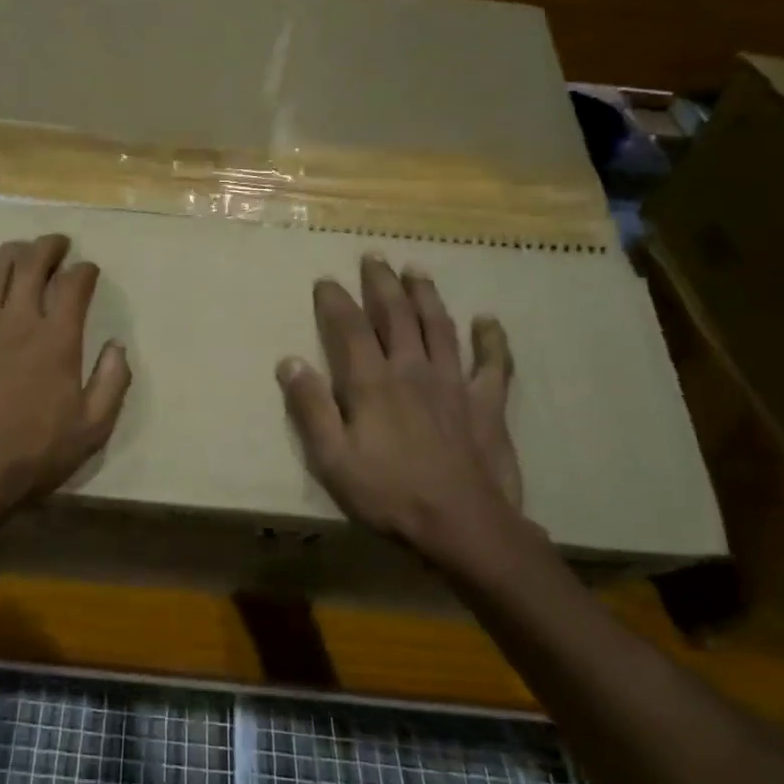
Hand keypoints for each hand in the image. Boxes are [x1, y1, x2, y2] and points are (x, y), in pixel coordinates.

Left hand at [0, 234, 130, 548]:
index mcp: (57, 339)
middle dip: (49, 246)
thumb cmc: (32, 456)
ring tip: (21, 252)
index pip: (74, 284)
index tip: (89, 271)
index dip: (85, 270)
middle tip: (58, 244)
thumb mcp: (92, 429)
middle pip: (32, 262)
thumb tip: (117, 345)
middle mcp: (17, 319)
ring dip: (11, 252)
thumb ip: (113, 382)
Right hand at [276, 255, 538, 581]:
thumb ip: (310, 408)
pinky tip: (488, 320)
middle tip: (375, 257)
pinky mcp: (487, 404)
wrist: (463, 526)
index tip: (325, 279)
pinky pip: (493, 364)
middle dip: (382, 283)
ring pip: (439, 326)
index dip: (335, 300)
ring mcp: (454, 383)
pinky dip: (492, 340)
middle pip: (396, 315)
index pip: (349, 327)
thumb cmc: (389, 494)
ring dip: (427, 295)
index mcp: (372, 382)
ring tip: (417, 270)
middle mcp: (412, 369)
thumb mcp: (332, 458)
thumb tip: (290, 361)